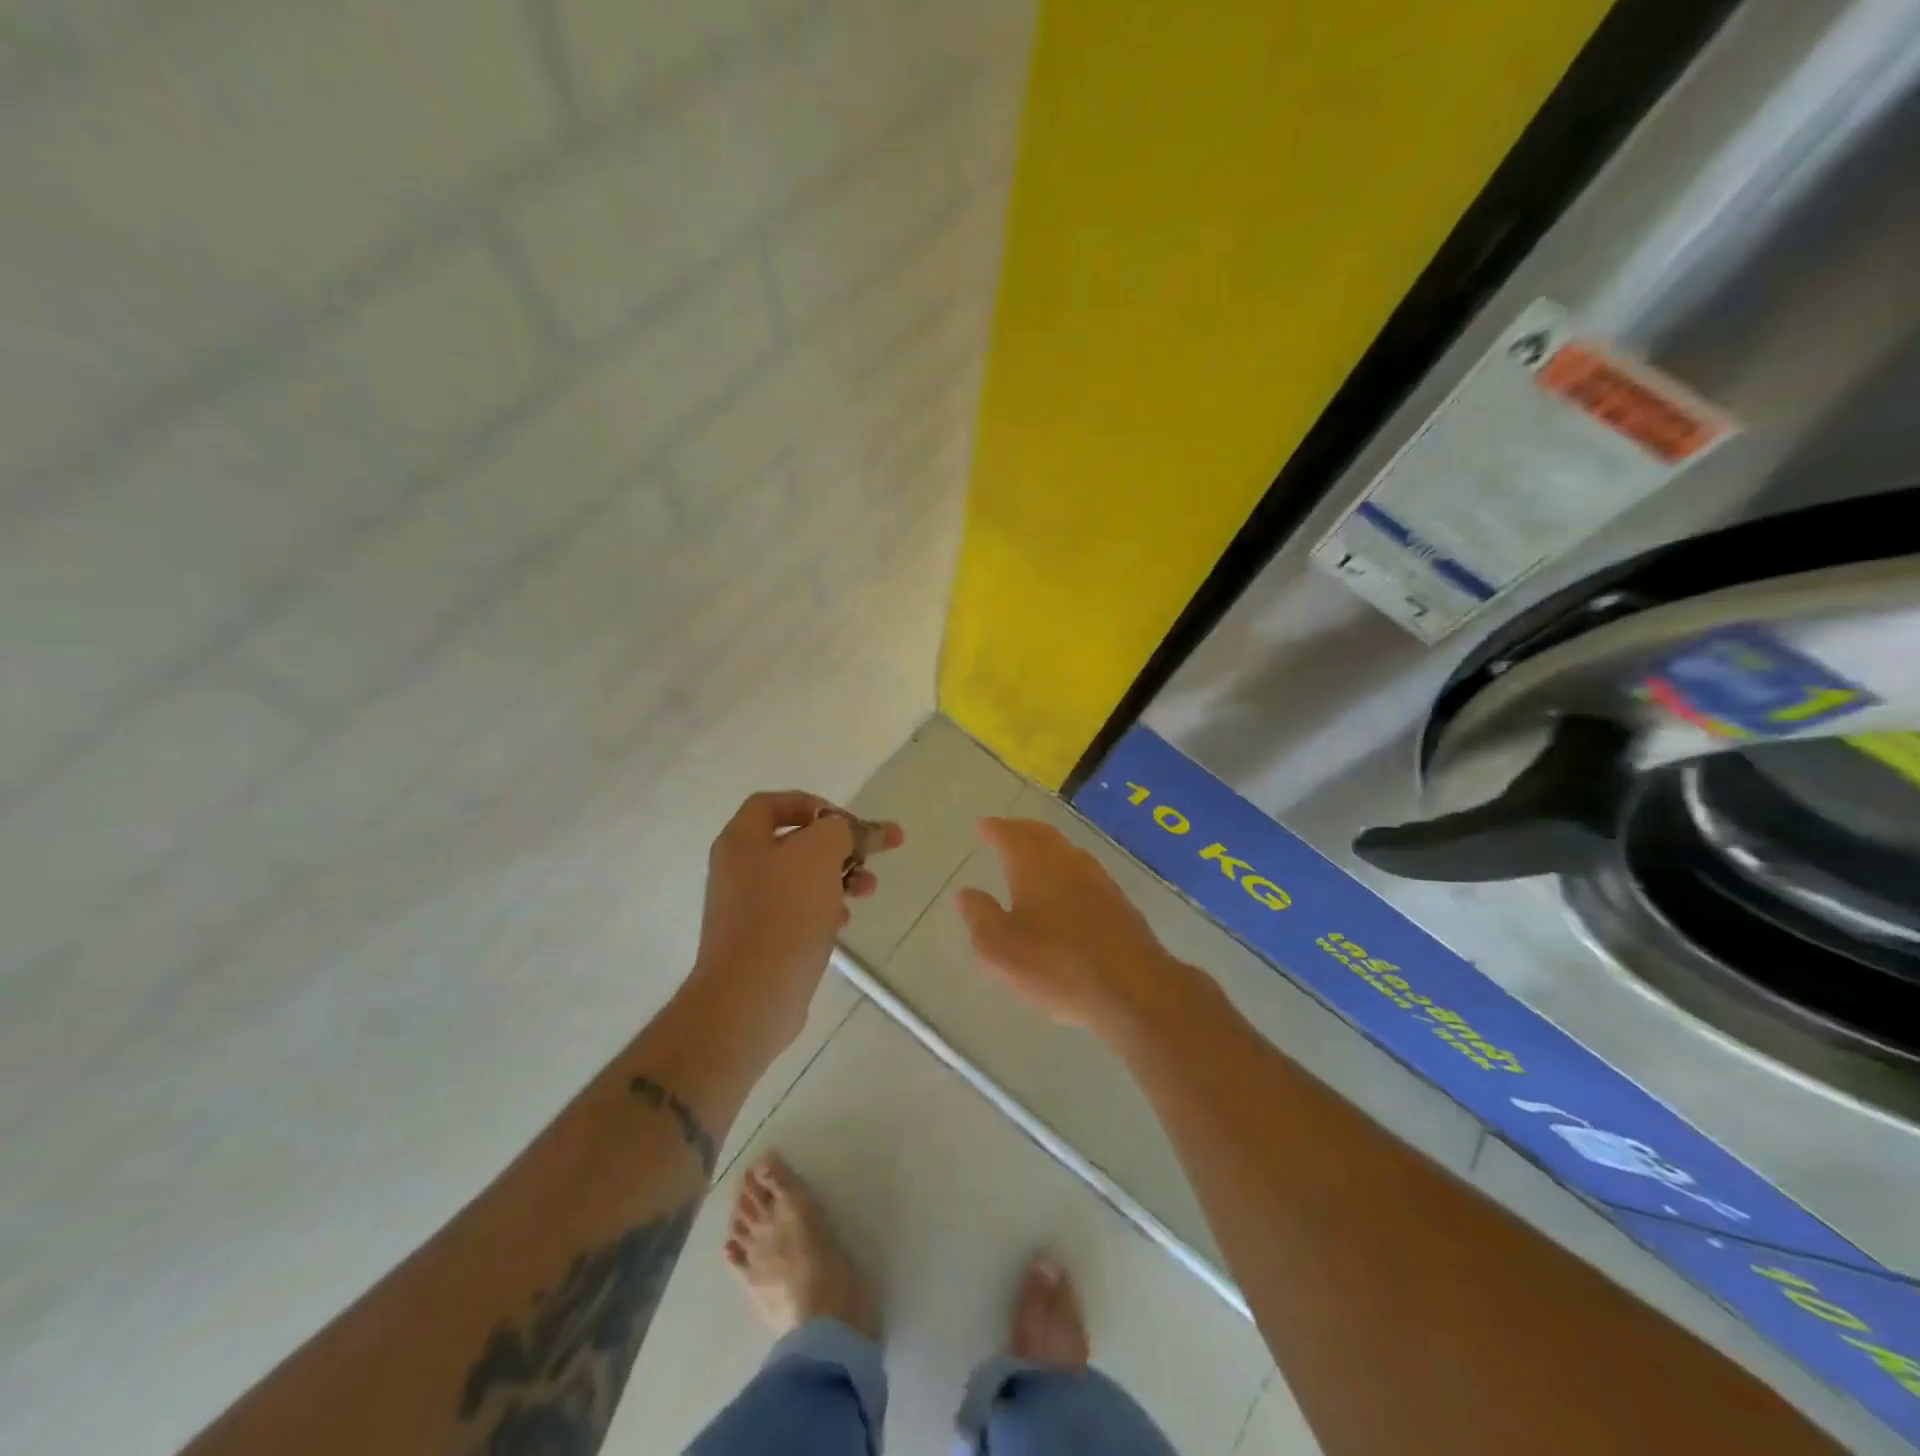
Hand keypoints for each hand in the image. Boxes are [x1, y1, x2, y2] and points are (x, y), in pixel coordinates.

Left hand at [693, 791, 902, 1042]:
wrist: (750, 996)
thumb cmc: (783, 913)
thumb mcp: (819, 854)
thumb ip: (841, 830)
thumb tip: (850, 830)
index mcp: (742, 840)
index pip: (773, 803)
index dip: (813, 804)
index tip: (847, 821)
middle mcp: (739, 868)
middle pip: (795, 842)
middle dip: (839, 845)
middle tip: (872, 853)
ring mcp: (747, 908)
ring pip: (801, 878)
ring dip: (839, 877)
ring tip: (868, 889)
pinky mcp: (761, 940)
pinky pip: (797, 912)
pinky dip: (824, 909)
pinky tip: (843, 922)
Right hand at [956, 817, 1183, 1041]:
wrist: (1134, 989)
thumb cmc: (1058, 966)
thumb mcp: (1001, 950)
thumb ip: (980, 918)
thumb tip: (967, 893)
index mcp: (1035, 867)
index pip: (1011, 837)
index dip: (995, 829)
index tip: (984, 825)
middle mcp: (1068, 863)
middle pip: (1042, 835)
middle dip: (1021, 829)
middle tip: (1006, 829)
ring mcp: (1099, 881)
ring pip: (1067, 850)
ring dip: (1046, 845)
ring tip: (1033, 852)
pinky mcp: (1119, 903)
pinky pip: (1085, 871)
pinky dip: (1067, 867)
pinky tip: (1067, 885)